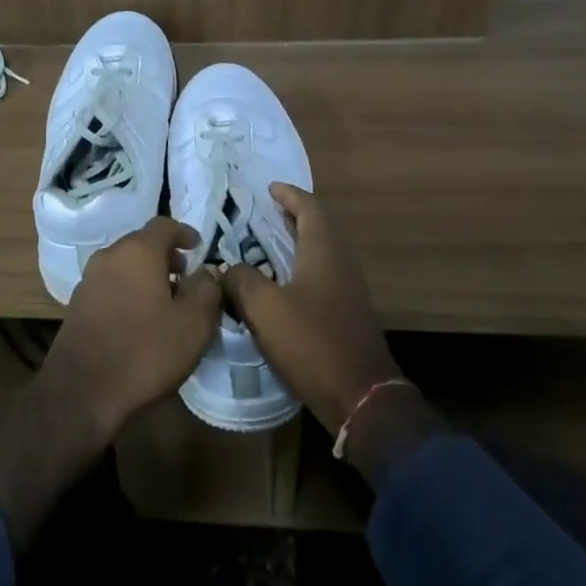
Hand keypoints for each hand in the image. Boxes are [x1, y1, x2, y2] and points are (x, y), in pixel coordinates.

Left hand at [36, 216, 222, 444]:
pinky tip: (142, 320)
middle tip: (187, 278)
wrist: (81, 393)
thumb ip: (207, 290)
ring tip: (168, 302)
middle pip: (142, 244)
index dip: (185, 233)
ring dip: (147, 275)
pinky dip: (130, 291)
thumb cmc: (145, 352)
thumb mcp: (193, 324)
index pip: (164, 225)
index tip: (199, 248)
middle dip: (166, 256)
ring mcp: (88, 280)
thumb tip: (206, 272)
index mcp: (137, 251)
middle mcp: (109, 256)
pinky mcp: (77, 305)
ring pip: (125, 266)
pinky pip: (111, 286)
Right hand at [219, 184, 402, 434]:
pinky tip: (280, 286)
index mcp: (324, 252)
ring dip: (296, 244)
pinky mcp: (347, 315)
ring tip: (265, 247)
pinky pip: (321, 277)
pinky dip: (300, 269)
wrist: (360, 397)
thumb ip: (241, 280)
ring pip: (320, 254)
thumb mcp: (264, 308)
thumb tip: (225, 268)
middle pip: (318, 228)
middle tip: (263, 215)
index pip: (309, 208)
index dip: (289, 195)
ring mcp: (349, 291)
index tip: (269, 188)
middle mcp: (341, 264)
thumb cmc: (311, 342)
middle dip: (292, 217)